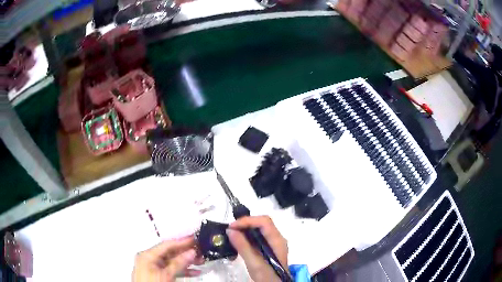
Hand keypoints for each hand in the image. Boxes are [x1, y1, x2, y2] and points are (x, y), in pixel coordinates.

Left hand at [132, 236, 203, 281]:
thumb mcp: (167, 274)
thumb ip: (179, 263)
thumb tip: (192, 252)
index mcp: (147, 255)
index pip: (167, 245)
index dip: (182, 241)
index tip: (195, 238)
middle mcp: (149, 259)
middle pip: (170, 253)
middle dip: (186, 253)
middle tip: (201, 251)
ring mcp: (153, 268)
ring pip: (172, 262)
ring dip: (187, 262)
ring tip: (201, 261)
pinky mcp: (157, 275)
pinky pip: (171, 270)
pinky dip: (182, 270)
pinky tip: (195, 272)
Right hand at [226, 216, 288, 281]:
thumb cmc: (267, 276)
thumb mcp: (254, 263)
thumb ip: (243, 247)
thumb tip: (230, 231)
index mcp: (277, 240)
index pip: (264, 221)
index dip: (248, 221)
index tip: (232, 227)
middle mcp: (277, 238)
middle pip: (262, 223)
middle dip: (245, 224)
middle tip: (230, 230)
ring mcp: (273, 243)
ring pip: (259, 229)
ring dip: (245, 229)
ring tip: (232, 234)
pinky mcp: (268, 248)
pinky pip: (257, 237)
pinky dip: (246, 236)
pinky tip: (238, 241)